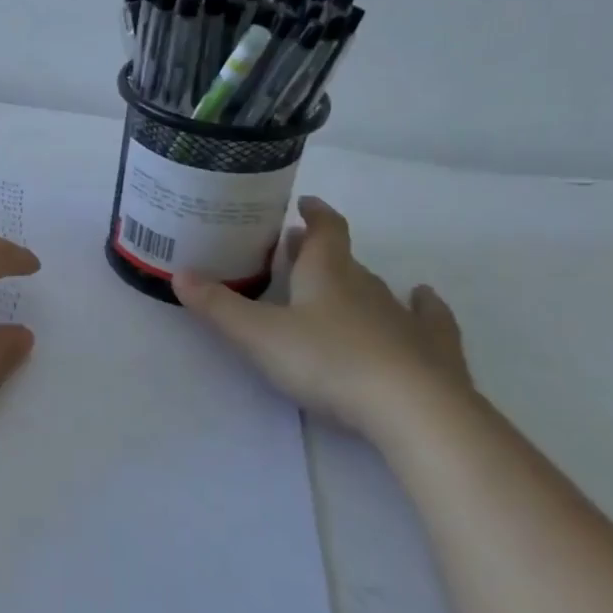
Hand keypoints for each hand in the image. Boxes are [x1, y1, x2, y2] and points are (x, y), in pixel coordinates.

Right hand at [172, 196, 472, 444]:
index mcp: (327, 274)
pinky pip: (428, 317)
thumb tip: (179, 273)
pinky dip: (423, 306)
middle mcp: (366, 286)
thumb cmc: (327, 362)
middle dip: (319, 250)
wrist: (413, 410)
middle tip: (298, 249)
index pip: (324, 230)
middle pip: (343, 258)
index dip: (314, 213)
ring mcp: (404, 317)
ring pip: (378, 288)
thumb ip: (218, 306)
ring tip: (344, 279)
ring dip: (357, 280)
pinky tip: (423, 299)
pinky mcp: (433, 350)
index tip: (303, 203)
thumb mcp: (258, 335)